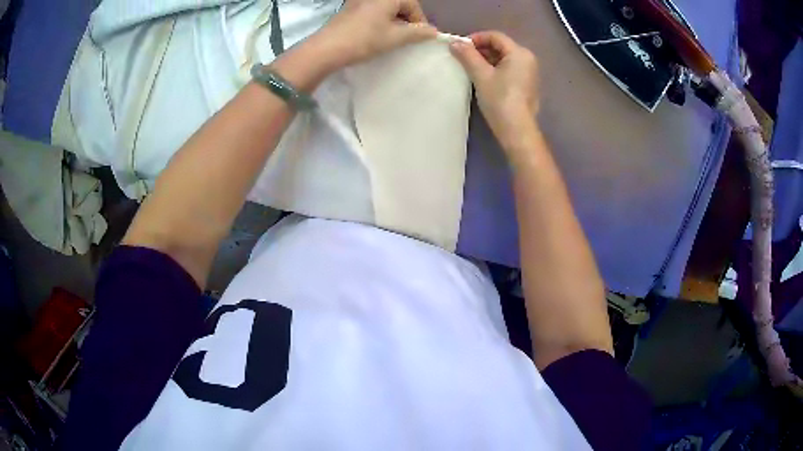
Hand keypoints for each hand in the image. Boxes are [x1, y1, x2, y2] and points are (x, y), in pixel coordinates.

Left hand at [314, 0, 437, 68]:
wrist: (327, 48)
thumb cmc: (364, 40)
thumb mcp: (395, 37)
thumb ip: (417, 33)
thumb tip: (433, 31)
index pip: (413, 5)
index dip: (419, 21)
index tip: (420, 38)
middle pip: (399, 5)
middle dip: (406, 20)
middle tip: (406, 39)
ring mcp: (359, 1)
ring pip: (385, 9)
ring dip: (393, 21)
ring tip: (391, 39)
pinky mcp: (349, 9)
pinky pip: (372, 11)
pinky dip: (379, 21)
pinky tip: (376, 35)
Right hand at [450, 31, 539, 150]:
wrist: (517, 129)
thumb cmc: (500, 99)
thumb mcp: (481, 75)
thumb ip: (467, 56)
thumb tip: (454, 43)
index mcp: (519, 53)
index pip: (495, 36)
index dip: (476, 38)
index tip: (460, 47)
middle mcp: (528, 59)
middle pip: (501, 46)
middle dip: (481, 49)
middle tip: (463, 58)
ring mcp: (529, 73)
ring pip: (505, 58)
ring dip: (487, 60)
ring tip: (470, 68)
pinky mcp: (527, 85)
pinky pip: (509, 69)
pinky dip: (496, 69)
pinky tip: (484, 78)